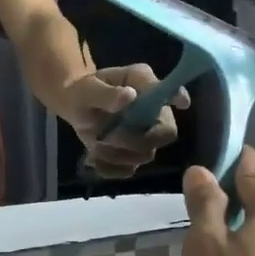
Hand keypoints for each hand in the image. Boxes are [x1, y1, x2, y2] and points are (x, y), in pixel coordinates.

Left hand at [63, 64, 187, 177]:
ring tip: (96, 142)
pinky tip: (94, 158)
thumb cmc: (85, 90)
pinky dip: (110, 168)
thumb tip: (129, 96)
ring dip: (118, 154)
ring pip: (145, 155)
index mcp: (145, 86)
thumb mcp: (88, 89)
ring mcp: (145, 135)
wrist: (74, 105)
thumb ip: (107, 94)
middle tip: (109, 136)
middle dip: (137, 140)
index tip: (180, 103)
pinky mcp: (132, 154)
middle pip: (165, 133)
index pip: (172, 92)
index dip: (179, 98)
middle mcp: (153, 111)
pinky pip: (128, 170)